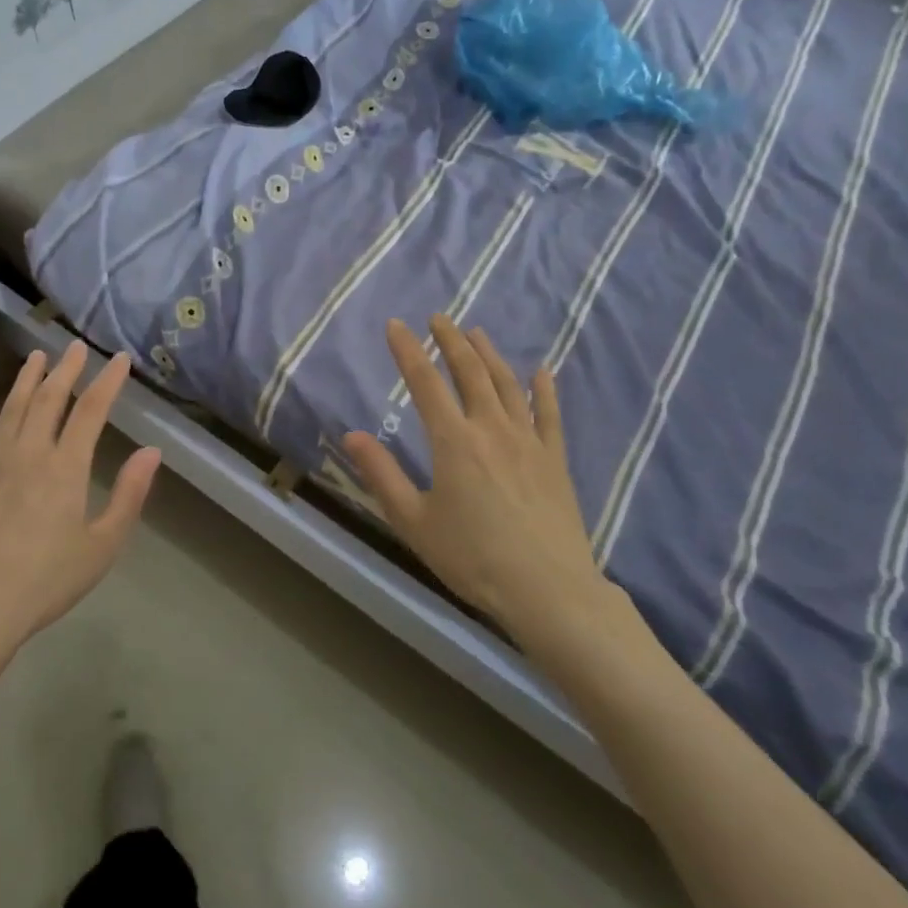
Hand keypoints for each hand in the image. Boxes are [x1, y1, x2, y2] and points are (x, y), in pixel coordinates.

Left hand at [0, 341, 160, 663]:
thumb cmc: (46, 581)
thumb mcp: (102, 545)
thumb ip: (129, 495)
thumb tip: (152, 451)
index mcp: (66, 466)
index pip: (92, 410)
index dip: (107, 381)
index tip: (117, 359)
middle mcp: (29, 452)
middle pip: (50, 398)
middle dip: (66, 369)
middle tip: (75, 347)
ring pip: (12, 408)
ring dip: (26, 379)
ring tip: (36, 356)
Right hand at [344, 315, 620, 643]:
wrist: (548, 590)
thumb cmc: (472, 558)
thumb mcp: (413, 521)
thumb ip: (382, 474)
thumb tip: (352, 434)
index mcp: (453, 441)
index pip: (424, 382)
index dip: (407, 350)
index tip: (396, 325)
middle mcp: (491, 428)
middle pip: (470, 371)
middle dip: (451, 340)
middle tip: (439, 317)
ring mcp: (528, 440)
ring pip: (507, 384)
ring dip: (490, 354)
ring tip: (477, 332)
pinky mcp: (555, 459)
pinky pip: (550, 413)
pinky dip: (544, 388)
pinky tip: (542, 371)